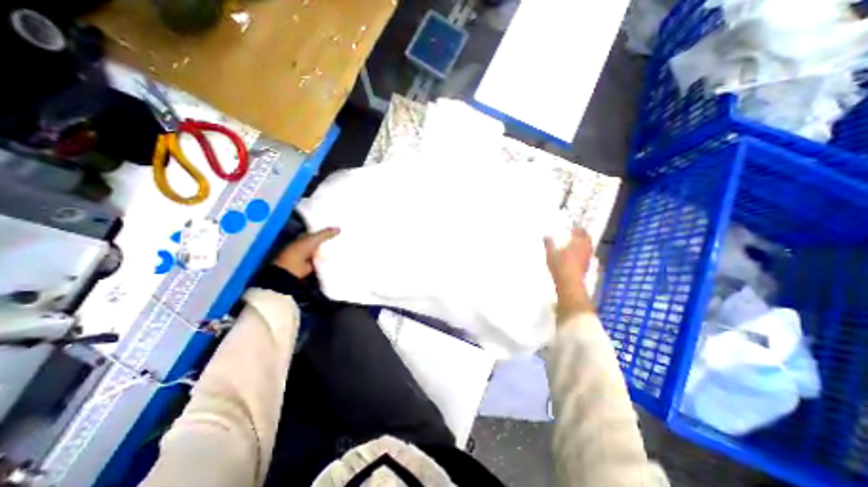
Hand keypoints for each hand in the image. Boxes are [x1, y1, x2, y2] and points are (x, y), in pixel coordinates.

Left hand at [272, 226, 339, 276]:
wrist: (294, 267)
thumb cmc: (300, 249)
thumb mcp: (314, 239)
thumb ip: (326, 234)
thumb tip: (339, 229)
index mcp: (304, 237)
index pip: (316, 233)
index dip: (325, 231)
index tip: (336, 230)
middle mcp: (307, 246)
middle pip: (320, 242)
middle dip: (329, 241)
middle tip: (342, 238)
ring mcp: (310, 255)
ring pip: (323, 251)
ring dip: (330, 251)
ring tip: (343, 247)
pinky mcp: (314, 264)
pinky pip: (324, 260)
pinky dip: (330, 259)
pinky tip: (339, 257)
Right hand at [541, 226, 596, 321]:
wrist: (570, 282)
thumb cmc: (560, 265)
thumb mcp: (550, 253)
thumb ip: (549, 243)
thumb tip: (546, 235)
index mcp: (577, 243)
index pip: (581, 232)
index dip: (577, 229)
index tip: (573, 229)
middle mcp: (585, 249)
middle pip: (587, 239)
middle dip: (583, 236)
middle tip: (576, 235)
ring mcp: (587, 258)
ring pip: (588, 248)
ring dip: (584, 244)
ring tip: (576, 245)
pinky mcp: (587, 266)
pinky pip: (587, 255)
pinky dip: (583, 253)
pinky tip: (577, 256)